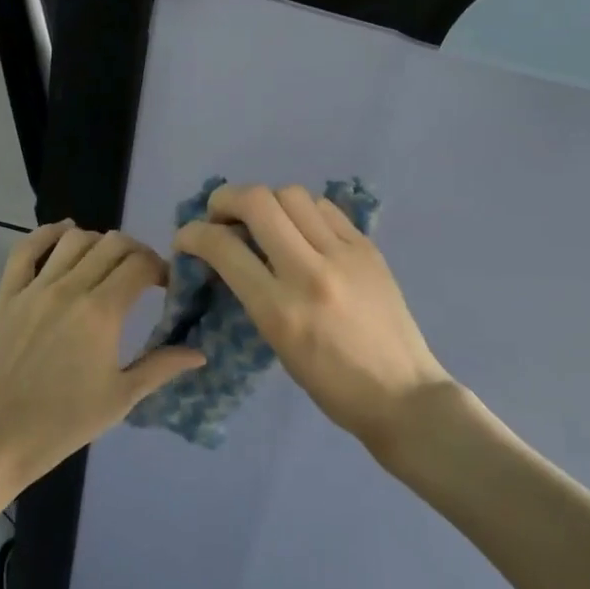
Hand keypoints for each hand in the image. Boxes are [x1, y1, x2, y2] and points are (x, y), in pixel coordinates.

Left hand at [0, 221, 202, 492]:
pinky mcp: (6, 293)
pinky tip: (64, 232)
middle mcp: (70, 288)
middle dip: (136, 253)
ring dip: (98, 243)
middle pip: (113, 244)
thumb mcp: (120, 399)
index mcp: (102, 312)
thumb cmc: (62, 424)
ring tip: (105, 263)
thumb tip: (199, 353)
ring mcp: (35, 287)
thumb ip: (161, 367)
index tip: (166, 286)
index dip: (161, 268)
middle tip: (141, 275)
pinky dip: (48, 233)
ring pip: (74, 239)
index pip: (141, 265)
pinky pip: (26, 248)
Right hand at [173, 184, 455, 454]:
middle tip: (220, 215)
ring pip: (292, 194)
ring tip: (264, 221)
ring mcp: (344, 254)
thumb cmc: (332, 385)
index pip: (224, 248)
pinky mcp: (368, 247)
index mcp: (280, 310)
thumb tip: (231, 253)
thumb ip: (253, 294)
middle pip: (258, 201)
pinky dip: (303, 210)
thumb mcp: (277, 344)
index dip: (193, 234)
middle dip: (226, 199)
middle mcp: (310, 272)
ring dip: (267, 201)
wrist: (402, 394)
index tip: (187, 237)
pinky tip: (302, 229)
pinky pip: (326, 208)